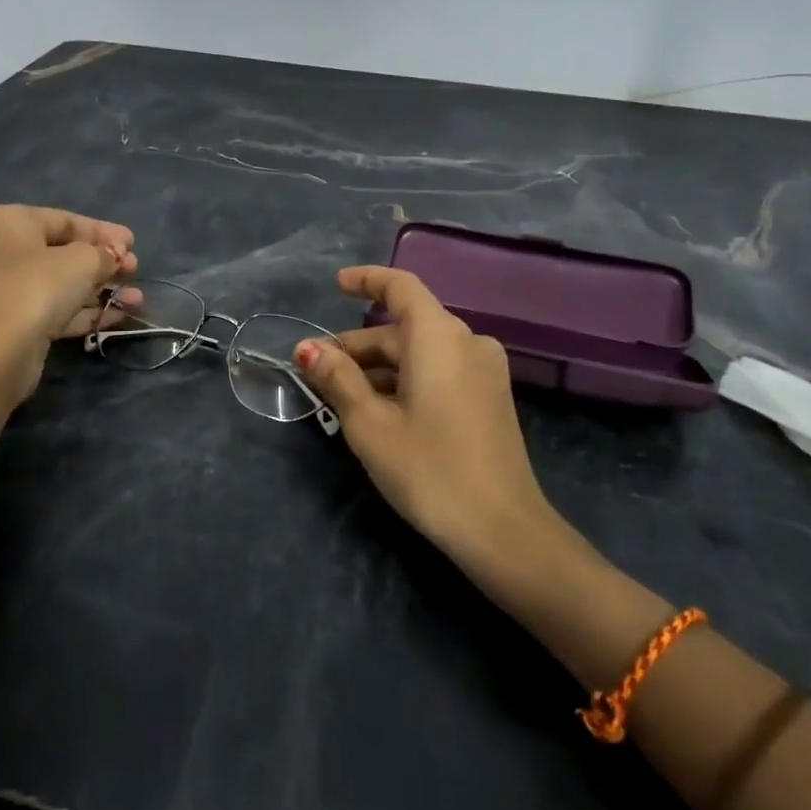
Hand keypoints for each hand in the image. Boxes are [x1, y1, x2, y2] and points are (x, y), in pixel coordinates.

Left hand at [0, 205, 138, 400]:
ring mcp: (6, 290)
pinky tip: (120, 316)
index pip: (64, 220)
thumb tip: (116, 254)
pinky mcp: (14, 324)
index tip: (133, 243)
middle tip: (135, 269)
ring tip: (137, 298)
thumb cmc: (38, 287)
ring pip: (62, 284)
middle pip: (63, 253)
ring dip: (101, 290)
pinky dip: (86, 312)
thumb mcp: (83, 261)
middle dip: (104, 263)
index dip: (103, 232)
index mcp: (9, 223)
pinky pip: (56, 310)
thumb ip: (105, 253)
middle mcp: (1, 252)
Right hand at [295, 266, 553, 566]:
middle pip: (404, 327)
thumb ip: (338, 379)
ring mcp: (484, 370)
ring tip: (340, 395)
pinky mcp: (490, 397)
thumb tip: (307, 348)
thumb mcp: (370, 425)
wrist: (503, 530)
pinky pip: (440, 371)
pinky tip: (380, 409)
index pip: (400, 287)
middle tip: (316, 370)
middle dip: (358, 345)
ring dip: (380, 367)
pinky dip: (406, 380)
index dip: (367, 280)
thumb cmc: (429, 469)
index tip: (336, 285)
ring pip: (421, 352)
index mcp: (439, 336)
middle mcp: (467, 341)